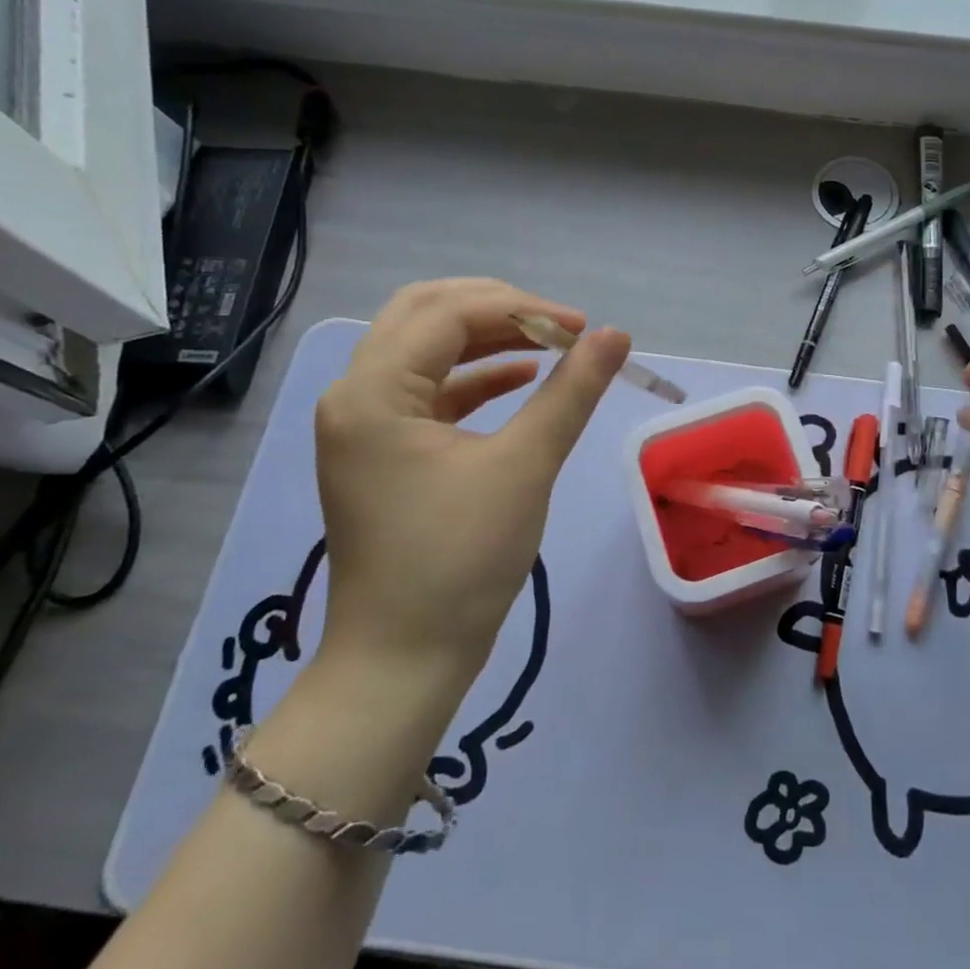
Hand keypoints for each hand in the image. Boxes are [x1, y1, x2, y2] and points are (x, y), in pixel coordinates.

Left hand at [313, 279, 630, 696]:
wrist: (404, 660)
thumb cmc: (460, 559)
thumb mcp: (525, 466)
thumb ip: (571, 391)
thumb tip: (615, 336)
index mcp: (372, 392)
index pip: (448, 314)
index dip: (521, 309)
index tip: (582, 328)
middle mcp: (354, 396)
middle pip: (423, 316)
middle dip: (495, 309)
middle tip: (556, 324)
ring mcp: (363, 426)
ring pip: (424, 351)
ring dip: (486, 339)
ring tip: (548, 344)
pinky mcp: (382, 452)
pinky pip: (427, 391)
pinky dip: (474, 378)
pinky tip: (520, 379)